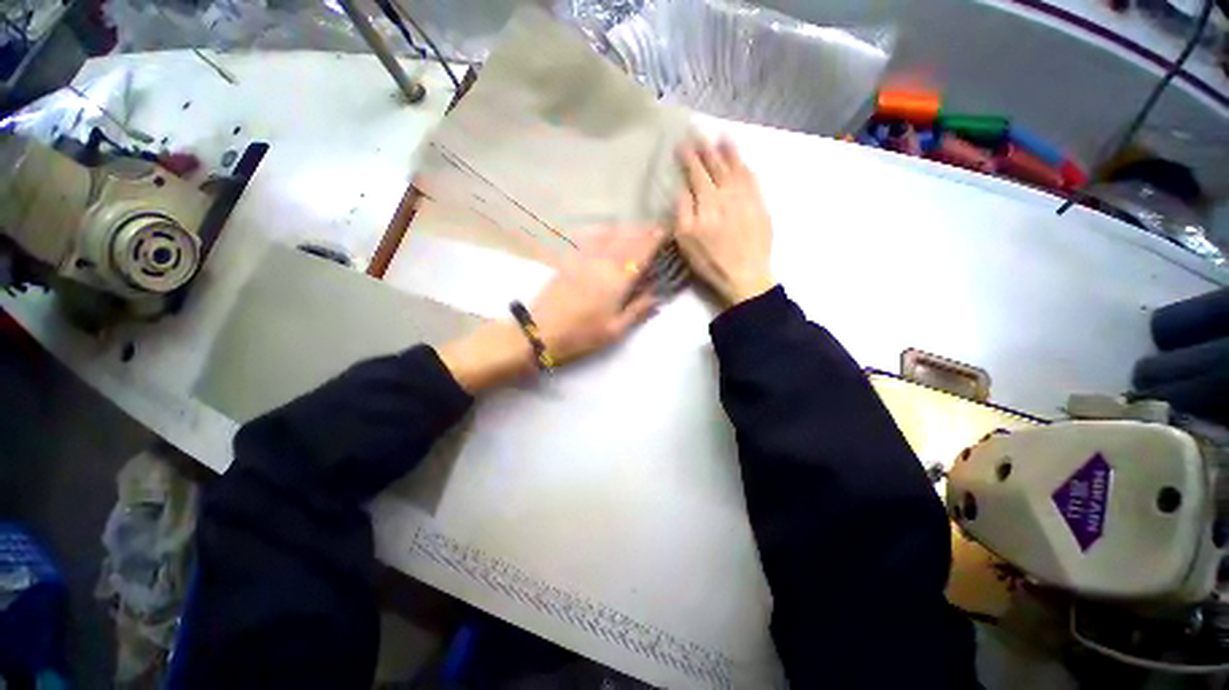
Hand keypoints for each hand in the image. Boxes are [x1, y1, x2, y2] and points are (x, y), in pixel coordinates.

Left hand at [531, 226, 662, 362]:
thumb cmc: (582, 334)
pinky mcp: (570, 258)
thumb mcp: (616, 330)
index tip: (668, 231)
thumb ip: (639, 310)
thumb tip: (659, 296)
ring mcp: (584, 256)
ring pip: (610, 233)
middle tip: (656, 231)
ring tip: (636, 232)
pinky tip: (607, 235)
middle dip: (644, 231)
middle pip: (628, 236)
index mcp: (618, 278)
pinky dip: (605, 232)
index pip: (642, 249)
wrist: (540, 330)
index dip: (657, 237)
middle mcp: (603, 260)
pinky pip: (591, 236)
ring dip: (626, 229)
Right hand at [676, 139, 775, 307]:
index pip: (697, 172)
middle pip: (716, 165)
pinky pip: (753, 179)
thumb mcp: (686, 241)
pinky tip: (743, 162)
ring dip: (729, 151)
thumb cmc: (711, 261)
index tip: (682, 143)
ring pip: (737, 168)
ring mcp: (747, 197)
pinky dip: (746, 167)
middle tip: (699, 133)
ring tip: (723, 137)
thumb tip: (683, 188)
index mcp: (708, 201)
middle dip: (706, 148)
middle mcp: (728, 193)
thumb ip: (683, 211)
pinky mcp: (760, 205)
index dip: (689, 157)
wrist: (746, 274)